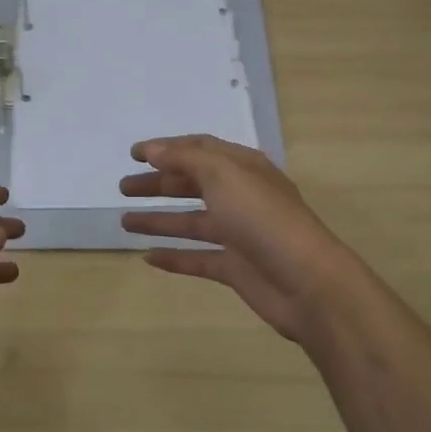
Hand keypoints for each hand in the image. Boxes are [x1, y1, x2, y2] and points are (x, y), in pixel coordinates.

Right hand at [120, 135, 361, 343]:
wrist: (307, 282)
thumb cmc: (263, 218)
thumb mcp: (223, 174)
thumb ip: (184, 159)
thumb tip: (152, 149)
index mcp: (241, 167)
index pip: (198, 150)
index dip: (165, 149)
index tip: (132, 154)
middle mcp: (239, 196)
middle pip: (192, 184)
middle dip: (157, 183)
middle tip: (123, 187)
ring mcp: (238, 233)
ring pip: (191, 221)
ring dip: (158, 219)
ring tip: (124, 221)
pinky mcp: (235, 267)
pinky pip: (198, 258)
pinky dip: (173, 257)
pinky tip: (147, 257)